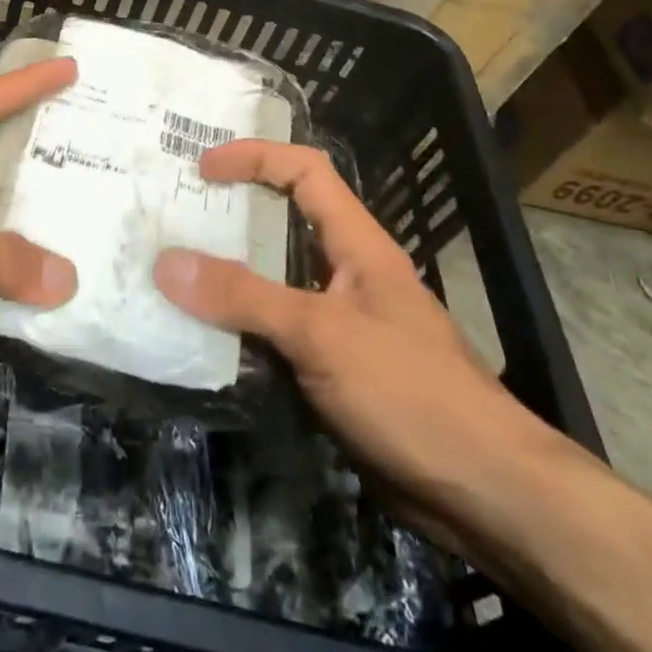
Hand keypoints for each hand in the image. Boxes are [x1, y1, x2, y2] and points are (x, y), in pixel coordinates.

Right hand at [154, 140, 545, 528]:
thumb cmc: (410, 391)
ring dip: (227, 278)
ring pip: (273, 283)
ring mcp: (340, 324)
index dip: (255, 157)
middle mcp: (346, 273)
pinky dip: (239, 330)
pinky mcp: (332, 371)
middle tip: (172, 218)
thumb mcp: (321, 334)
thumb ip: (244, 297)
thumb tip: (166, 262)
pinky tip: (202, 340)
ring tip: (173, 274)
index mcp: (356, 244)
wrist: (485, 494)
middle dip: (230, 216)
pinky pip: (275, 335)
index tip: (203, 169)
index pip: (305, 171)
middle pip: (282, 225)